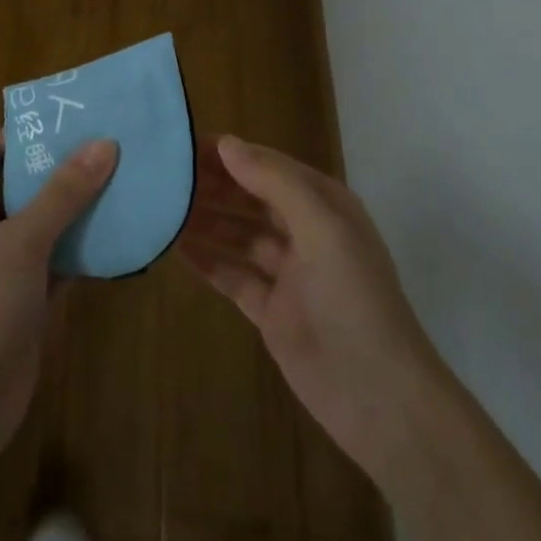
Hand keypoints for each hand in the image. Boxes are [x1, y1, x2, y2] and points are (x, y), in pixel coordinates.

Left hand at [0, 130, 117, 457]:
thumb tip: (104, 142)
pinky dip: (78, 245)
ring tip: (123, 177)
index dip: (35, 131)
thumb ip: (64, 191)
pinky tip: (118, 229)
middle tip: (112, 144)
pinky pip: (50, 256)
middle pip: (19, 182)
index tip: (81, 117)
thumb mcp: (22, 241)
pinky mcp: (16, 295)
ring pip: (38, 220)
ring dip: (75, 206)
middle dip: (63, 167)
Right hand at [178, 135, 441, 484]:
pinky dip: (207, 260)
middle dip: (212, 185)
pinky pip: (232, 275)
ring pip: (238, 235)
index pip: (267, 165)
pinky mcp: (271, 311)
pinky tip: (175, 247)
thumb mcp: (321, 227)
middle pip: (250, 198)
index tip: (182, 145)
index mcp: (323, 204)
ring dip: (205, 220)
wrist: (379, 398)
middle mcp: (305, 231)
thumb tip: (227, 143)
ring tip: (160, 206)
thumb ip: (274, 182)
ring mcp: (287, 273)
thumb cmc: (353, 299)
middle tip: (163, 176)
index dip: (228, 153)